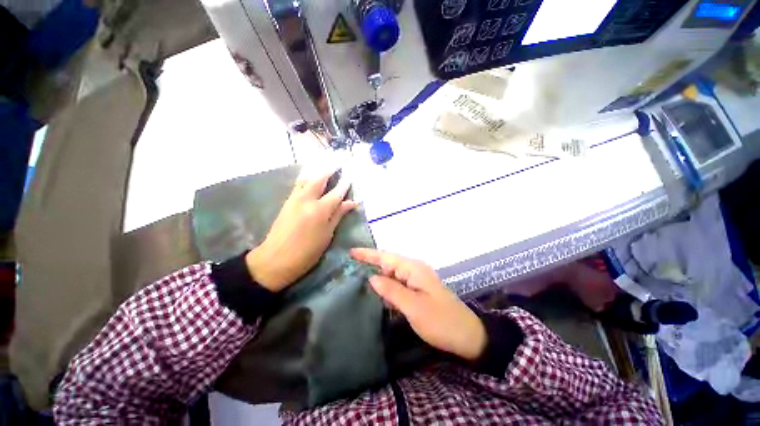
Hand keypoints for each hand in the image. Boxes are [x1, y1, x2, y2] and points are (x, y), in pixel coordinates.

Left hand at [246, 169, 357, 291]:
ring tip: (325, 168)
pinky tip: (311, 179)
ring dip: (317, 173)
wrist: (275, 260)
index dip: (344, 185)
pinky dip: (307, 179)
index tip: (350, 177)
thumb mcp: (327, 235)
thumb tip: (351, 202)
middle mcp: (306, 200)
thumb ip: (338, 215)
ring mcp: (294, 199)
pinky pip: (298, 185)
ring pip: (307, 180)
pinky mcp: (286, 202)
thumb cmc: (307, 252)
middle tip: (337, 164)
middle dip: (329, 171)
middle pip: (319, 180)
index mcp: (320, 210)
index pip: (336, 193)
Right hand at [351, 248, 486, 360]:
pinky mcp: (418, 289)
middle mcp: (415, 270)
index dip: (368, 254)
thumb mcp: (413, 307)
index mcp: (414, 269)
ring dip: (378, 274)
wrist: (467, 335)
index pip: (386, 257)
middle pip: (388, 263)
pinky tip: (377, 290)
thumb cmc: (440, 321)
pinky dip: (387, 285)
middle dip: (371, 263)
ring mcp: (417, 280)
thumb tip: (372, 277)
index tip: (351, 252)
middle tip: (350, 267)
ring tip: (358, 276)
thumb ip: (391, 290)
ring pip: (392, 273)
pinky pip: (398, 283)